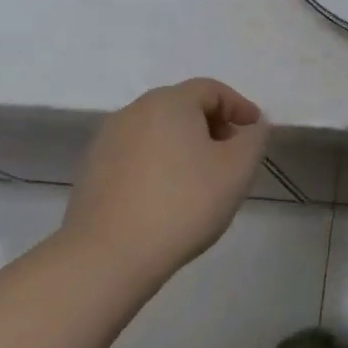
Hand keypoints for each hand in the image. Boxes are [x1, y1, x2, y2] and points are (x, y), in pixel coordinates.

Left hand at [62, 79, 269, 284]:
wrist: (107, 257)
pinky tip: (168, 197)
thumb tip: (252, 126)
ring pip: (158, 132)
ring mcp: (106, 141)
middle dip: (212, 126)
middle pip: (182, 107)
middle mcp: (133, 111)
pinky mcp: (92, 172)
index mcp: (169, 102)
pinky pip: (136, 156)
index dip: (239, 106)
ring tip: (202, 180)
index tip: (256, 131)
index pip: (212, 90)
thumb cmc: (183, 204)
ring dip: (184, 146)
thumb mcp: (238, 169)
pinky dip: (159, 165)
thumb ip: (254, 138)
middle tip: (232, 155)